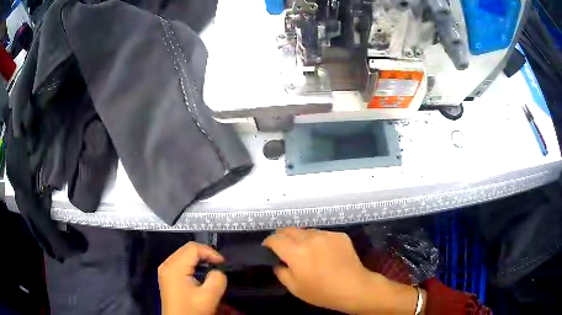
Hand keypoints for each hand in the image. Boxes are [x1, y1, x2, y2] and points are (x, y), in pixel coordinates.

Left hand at [158, 242, 226, 314]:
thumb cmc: (192, 311)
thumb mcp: (209, 297)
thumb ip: (217, 279)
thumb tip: (217, 271)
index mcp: (174, 267)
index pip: (193, 248)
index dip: (210, 252)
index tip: (223, 264)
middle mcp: (167, 265)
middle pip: (187, 249)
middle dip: (205, 254)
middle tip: (219, 264)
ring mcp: (165, 270)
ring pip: (184, 255)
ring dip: (199, 259)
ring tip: (212, 267)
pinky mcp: (167, 277)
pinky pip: (180, 263)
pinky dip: (192, 264)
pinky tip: (200, 273)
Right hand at [263, 227, 421, 314]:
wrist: (354, 287)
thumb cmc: (322, 292)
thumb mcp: (294, 288)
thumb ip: (281, 272)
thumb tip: (278, 263)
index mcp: (295, 252)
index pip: (275, 239)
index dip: (268, 242)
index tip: (268, 248)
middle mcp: (309, 238)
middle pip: (289, 230)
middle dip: (282, 236)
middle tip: (283, 247)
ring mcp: (326, 235)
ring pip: (306, 231)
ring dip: (300, 238)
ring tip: (304, 250)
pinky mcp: (339, 235)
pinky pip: (322, 234)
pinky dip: (317, 240)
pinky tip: (323, 252)